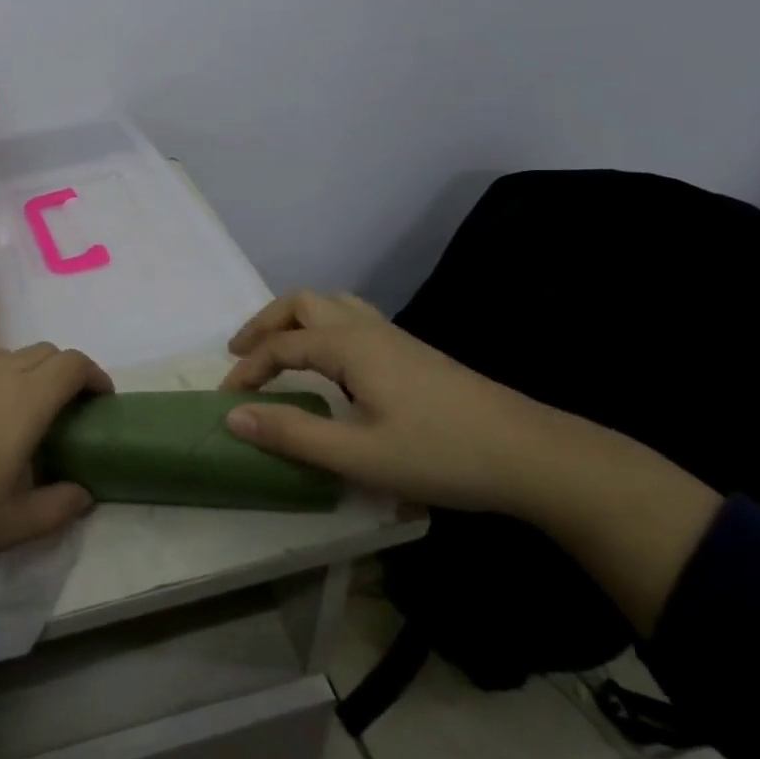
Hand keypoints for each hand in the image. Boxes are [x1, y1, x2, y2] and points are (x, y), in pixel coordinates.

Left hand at [0, 343, 109, 638]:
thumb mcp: (10, 527)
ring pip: (6, 352)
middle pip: (42, 352)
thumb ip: (57, 507)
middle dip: (65, 372)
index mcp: (23, 405)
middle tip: (67, 409)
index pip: (70, 365)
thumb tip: (83, 493)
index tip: (101, 399)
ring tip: (23, 406)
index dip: (93, 373)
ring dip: (27, 369)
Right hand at [218, 290, 549, 513]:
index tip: (226, 399)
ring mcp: (393, 336)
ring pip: (329, 304)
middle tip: (241, 355)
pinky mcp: (412, 351)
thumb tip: (232, 417)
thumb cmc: (442, 455)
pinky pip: (351, 317)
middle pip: (301, 303)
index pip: (280, 346)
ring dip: (294, 320)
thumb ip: (292, 435)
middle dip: (264, 325)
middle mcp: (366, 328)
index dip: (247, 369)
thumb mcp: (359, 455)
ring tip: (278, 349)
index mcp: (348, 345)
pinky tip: (331, 361)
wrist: (533, 455)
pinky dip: (322, 326)